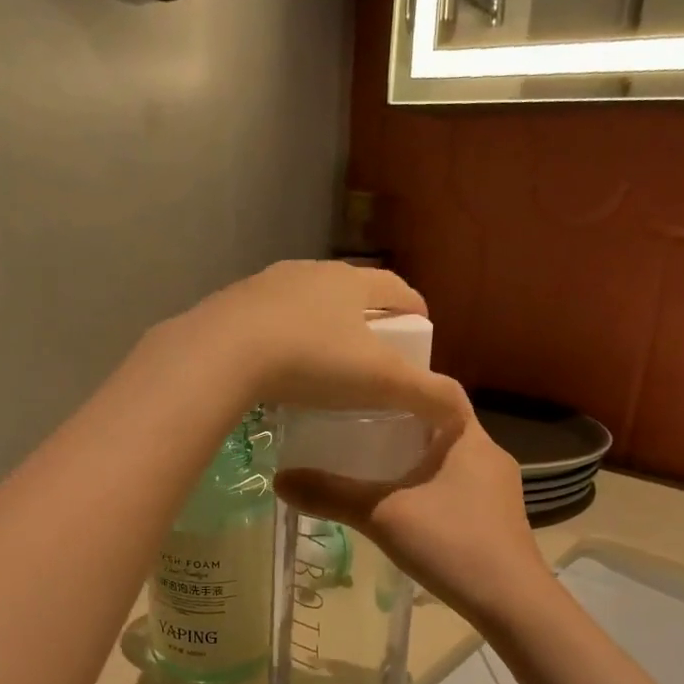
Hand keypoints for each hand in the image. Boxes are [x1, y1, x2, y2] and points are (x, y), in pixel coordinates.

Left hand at [165, 261, 467, 425]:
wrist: (223, 353)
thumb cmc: (312, 361)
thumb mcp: (380, 382)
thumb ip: (426, 395)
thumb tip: (460, 411)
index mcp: (352, 282)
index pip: (397, 288)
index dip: (414, 308)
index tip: (420, 331)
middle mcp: (312, 272)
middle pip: (351, 290)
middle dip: (368, 315)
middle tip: (374, 350)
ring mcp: (268, 284)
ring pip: (307, 301)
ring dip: (321, 323)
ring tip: (324, 358)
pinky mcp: (233, 303)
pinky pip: (269, 318)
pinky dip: (283, 335)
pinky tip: (278, 364)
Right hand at [274, 406, 552, 624]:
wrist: (512, 604)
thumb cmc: (452, 544)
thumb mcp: (383, 515)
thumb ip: (332, 496)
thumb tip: (279, 479)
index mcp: (469, 437)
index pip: (441, 391)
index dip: (405, 387)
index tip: (367, 392)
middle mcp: (490, 454)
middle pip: (441, 425)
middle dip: (402, 425)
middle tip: (358, 426)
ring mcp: (498, 488)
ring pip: (450, 458)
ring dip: (416, 458)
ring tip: (373, 463)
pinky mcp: (498, 517)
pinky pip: (458, 486)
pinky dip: (430, 485)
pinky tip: (405, 504)